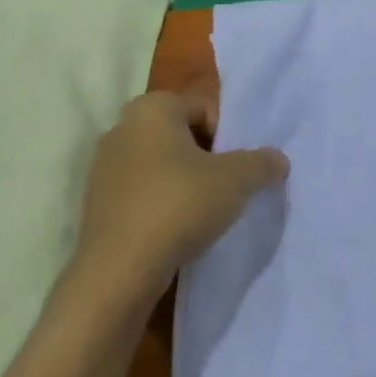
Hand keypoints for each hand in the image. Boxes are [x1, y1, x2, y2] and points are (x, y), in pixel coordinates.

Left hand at [64, 88, 287, 306]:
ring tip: (203, 212)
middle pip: (182, 135)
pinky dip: (162, 203)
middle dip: (207, 157)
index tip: (237, 167)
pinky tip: (177, 228)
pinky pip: (142, 192)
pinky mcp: (97, 202)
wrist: (119, 269)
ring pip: (161, 165)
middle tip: (226, 187)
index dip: (228, 137)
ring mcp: (104, 166)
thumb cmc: (180, 205)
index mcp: (151, 108)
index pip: (204, 108)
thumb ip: (262, 163)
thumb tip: (278, 160)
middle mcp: (122, 127)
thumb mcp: (237, 180)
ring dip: (184, 182)